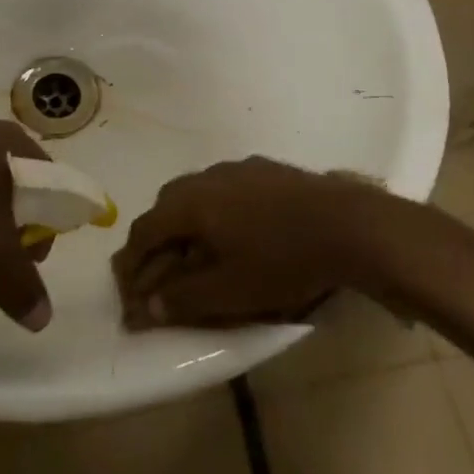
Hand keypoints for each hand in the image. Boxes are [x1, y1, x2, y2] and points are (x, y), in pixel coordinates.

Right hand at [112, 157, 379, 328]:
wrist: (347, 223)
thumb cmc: (283, 261)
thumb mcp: (231, 292)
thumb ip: (184, 299)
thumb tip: (146, 305)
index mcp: (191, 203)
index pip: (145, 230)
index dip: (131, 262)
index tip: (126, 290)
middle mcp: (206, 177)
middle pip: (166, 206)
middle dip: (155, 240)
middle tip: (156, 273)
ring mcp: (236, 168)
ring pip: (195, 194)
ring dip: (184, 224)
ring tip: (192, 254)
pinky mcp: (263, 169)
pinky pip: (222, 189)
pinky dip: (213, 212)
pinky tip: (233, 232)